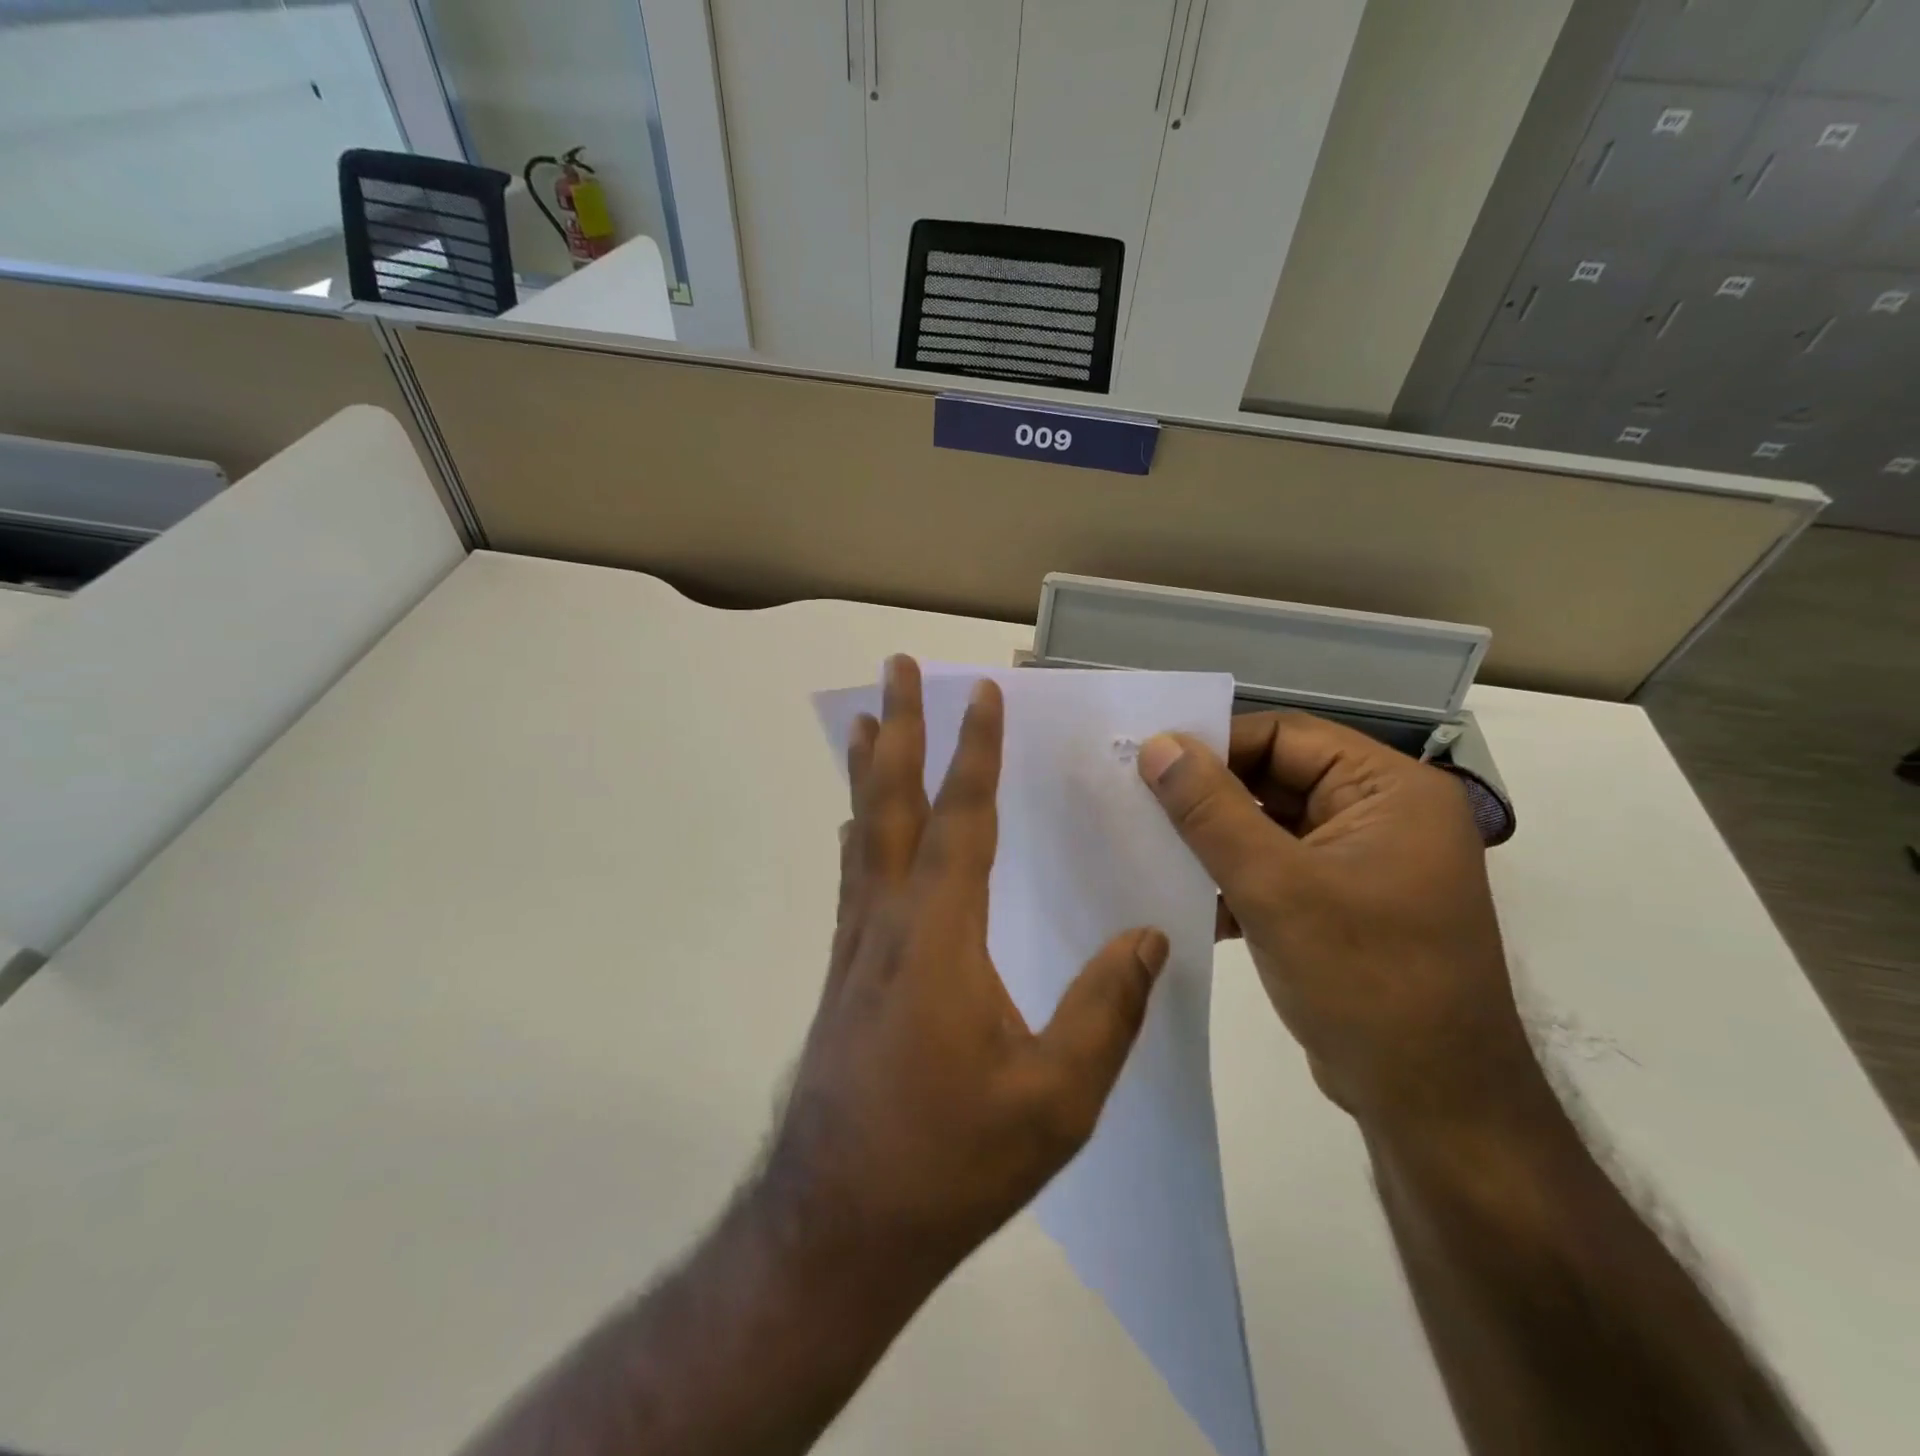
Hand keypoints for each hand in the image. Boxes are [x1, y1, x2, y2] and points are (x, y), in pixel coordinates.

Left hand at [760, 656, 1170, 1294]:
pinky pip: (854, 878)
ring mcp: (855, 945)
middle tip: (894, 668)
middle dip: (901, 728)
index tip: (980, 693)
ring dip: (870, 772)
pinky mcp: (841, 974)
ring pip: (863, 834)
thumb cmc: (951, 1159)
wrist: (837, 1225)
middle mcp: (888, 920)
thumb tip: (1150, 941)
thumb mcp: (1056, 1098)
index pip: (963, 819)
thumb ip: (1106, 1011)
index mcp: (940, 935)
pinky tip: (859, 827)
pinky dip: (859, 832)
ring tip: (870, 723)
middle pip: (893, 803)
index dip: (974, 751)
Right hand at [1136, 712, 1532, 1129]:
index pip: (1287, 736)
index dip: (1216, 744)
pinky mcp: (1342, 906)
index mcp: (1391, 791)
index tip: (1147, 762)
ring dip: (1214, 840)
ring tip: (1147, 844)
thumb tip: (1156, 744)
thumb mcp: (1276, 887)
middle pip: (1277, 779)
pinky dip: (1233, 878)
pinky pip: (1276, 869)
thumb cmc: (1365, 981)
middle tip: (1135, 800)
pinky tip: (1184, 895)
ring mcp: (1363, 864)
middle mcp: (1383, 816)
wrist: (1432, 1107)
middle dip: (1209, 796)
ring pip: (1269, 827)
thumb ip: (1211, 810)